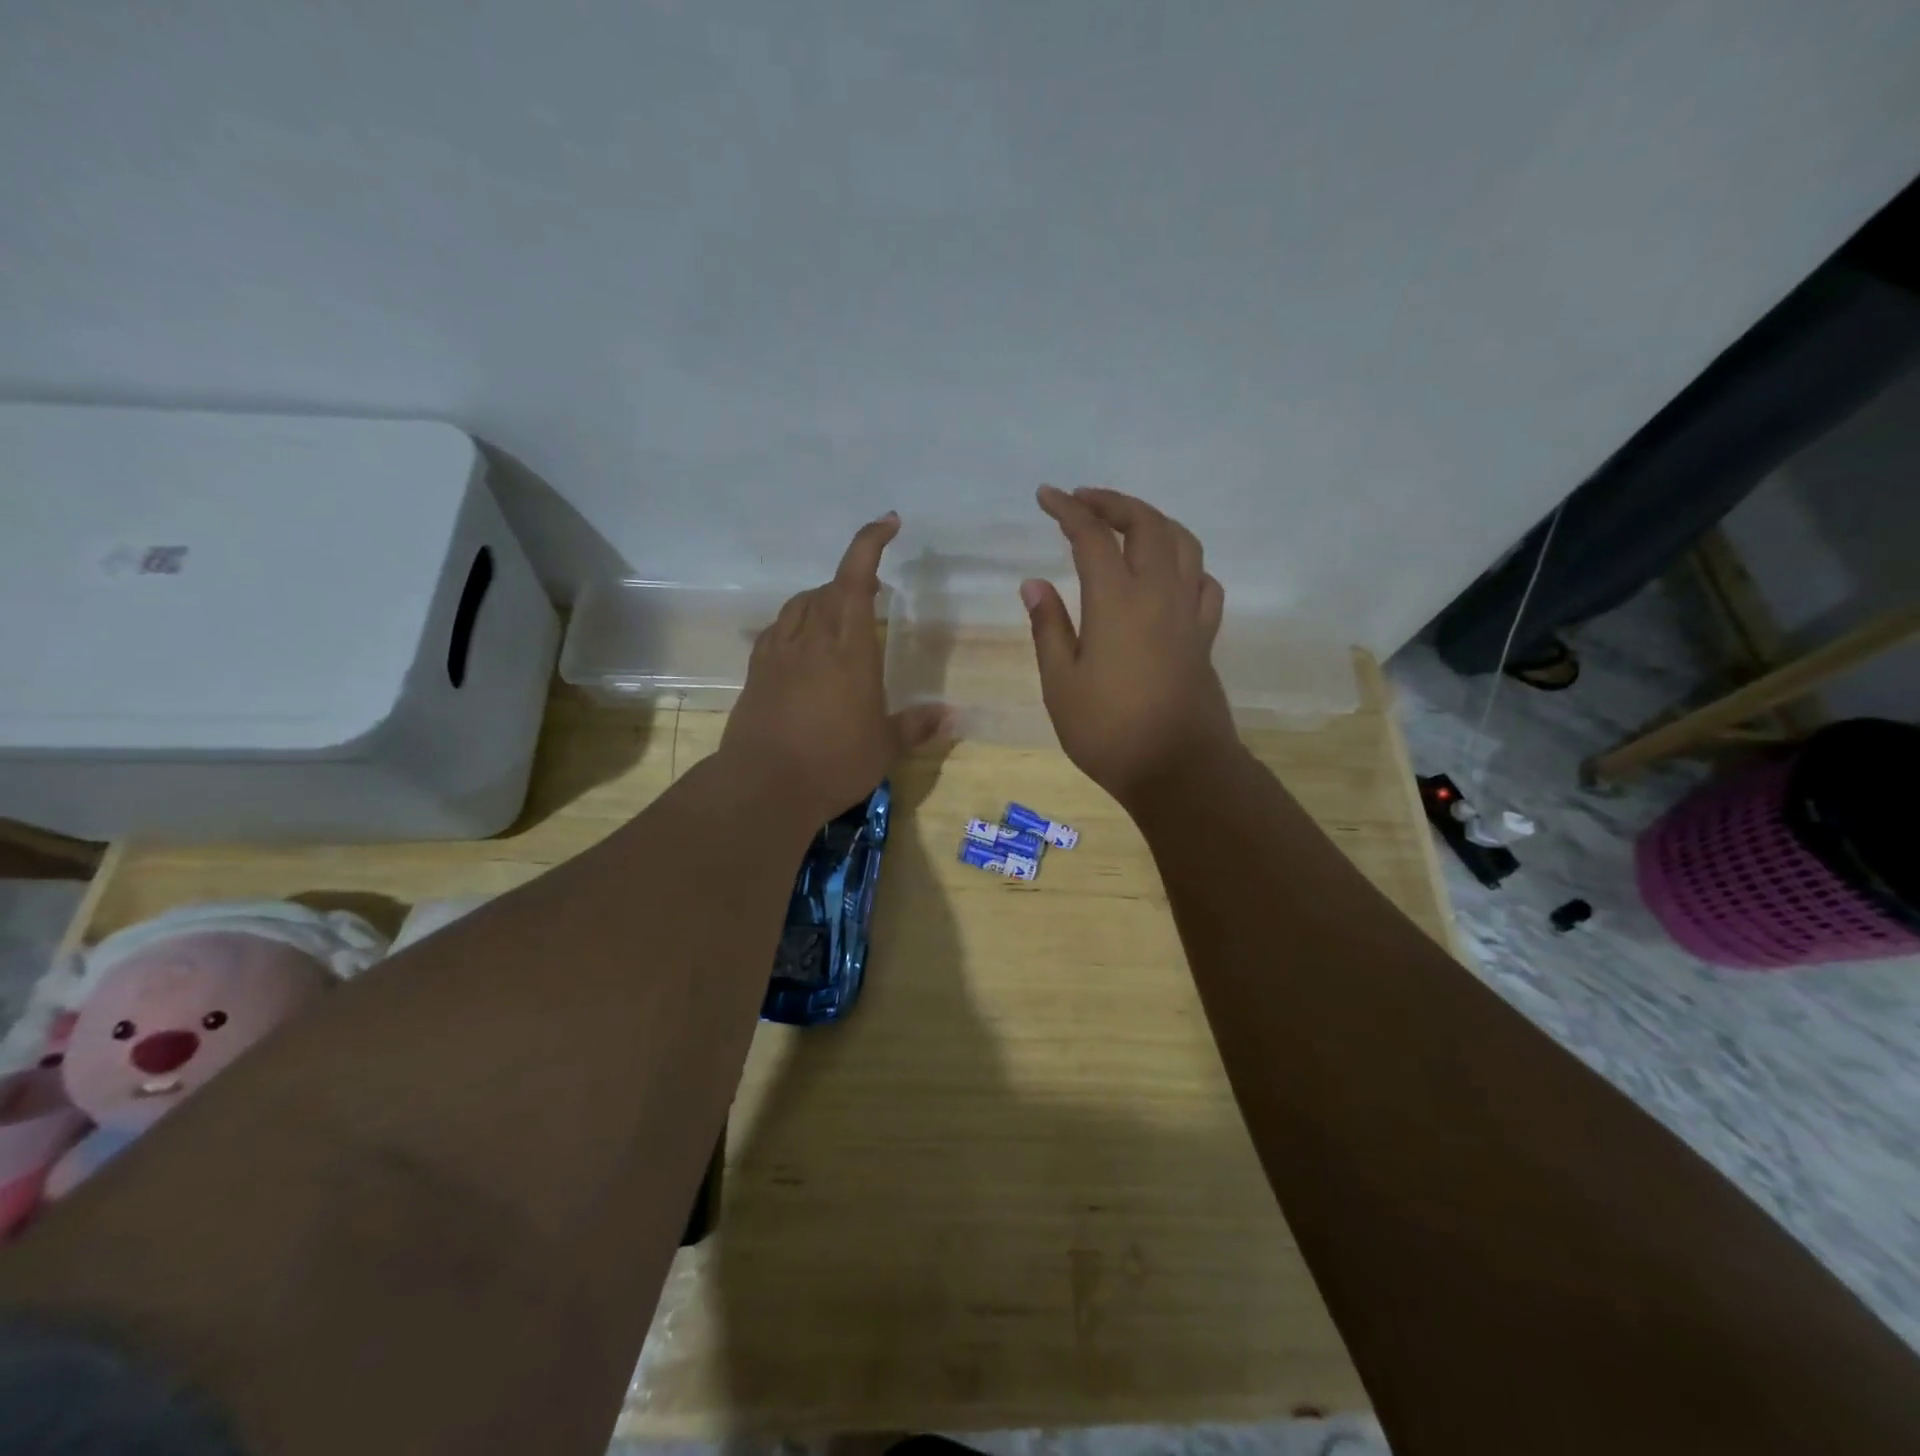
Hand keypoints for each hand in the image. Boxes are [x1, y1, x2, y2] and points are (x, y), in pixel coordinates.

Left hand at [721, 512, 948, 822]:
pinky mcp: (756, 672)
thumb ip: (917, 725)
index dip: (870, 543)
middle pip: (827, 589)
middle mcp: (811, 639)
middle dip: (852, 579)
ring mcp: (778, 654)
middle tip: (876, 593)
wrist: (763, 786)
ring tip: (839, 617)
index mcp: (848, 648)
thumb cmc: (834, 762)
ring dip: (822, 600)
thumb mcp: (884, 747)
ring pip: (799, 606)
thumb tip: (952, 715)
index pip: (856, 579)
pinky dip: (795, 625)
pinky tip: (803, 646)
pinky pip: (777, 632)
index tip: (888, 523)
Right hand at [1022, 486, 1239, 805]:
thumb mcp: (1061, 683)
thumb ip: (1048, 628)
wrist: (1178, 768)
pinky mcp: (1204, 635)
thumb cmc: (1108, 731)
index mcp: (1117, 601)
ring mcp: (1188, 612)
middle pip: (1146, 525)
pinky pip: (1203, 581)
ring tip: (1127, 523)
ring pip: (1182, 543)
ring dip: (1153, 521)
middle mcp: (1159, 593)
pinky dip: (1185, 562)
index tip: (1046, 496)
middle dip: (1113, 503)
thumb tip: (1033, 584)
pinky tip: (1170, 573)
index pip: (1092, 536)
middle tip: (1083, 500)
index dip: (1068, 510)